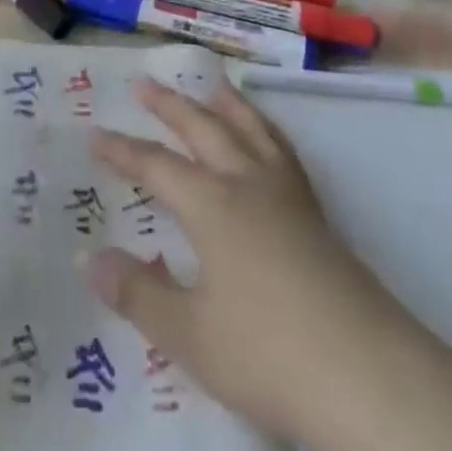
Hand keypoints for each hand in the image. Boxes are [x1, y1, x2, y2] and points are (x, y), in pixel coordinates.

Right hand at [87, 80, 451, 450]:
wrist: (364, 370)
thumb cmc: (267, 351)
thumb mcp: (189, 335)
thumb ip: (137, 293)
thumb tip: (88, 256)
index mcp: (211, 204)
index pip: (156, 166)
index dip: (123, 151)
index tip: (95, 134)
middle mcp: (246, 181)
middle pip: (202, 128)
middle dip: (169, 105)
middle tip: (143, 81)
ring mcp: (286, 191)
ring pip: (248, 128)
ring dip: (224, 102)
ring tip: (211, 81)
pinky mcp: (315, 209)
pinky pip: (280, 147)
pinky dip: (264, 127)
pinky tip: (264, 133)